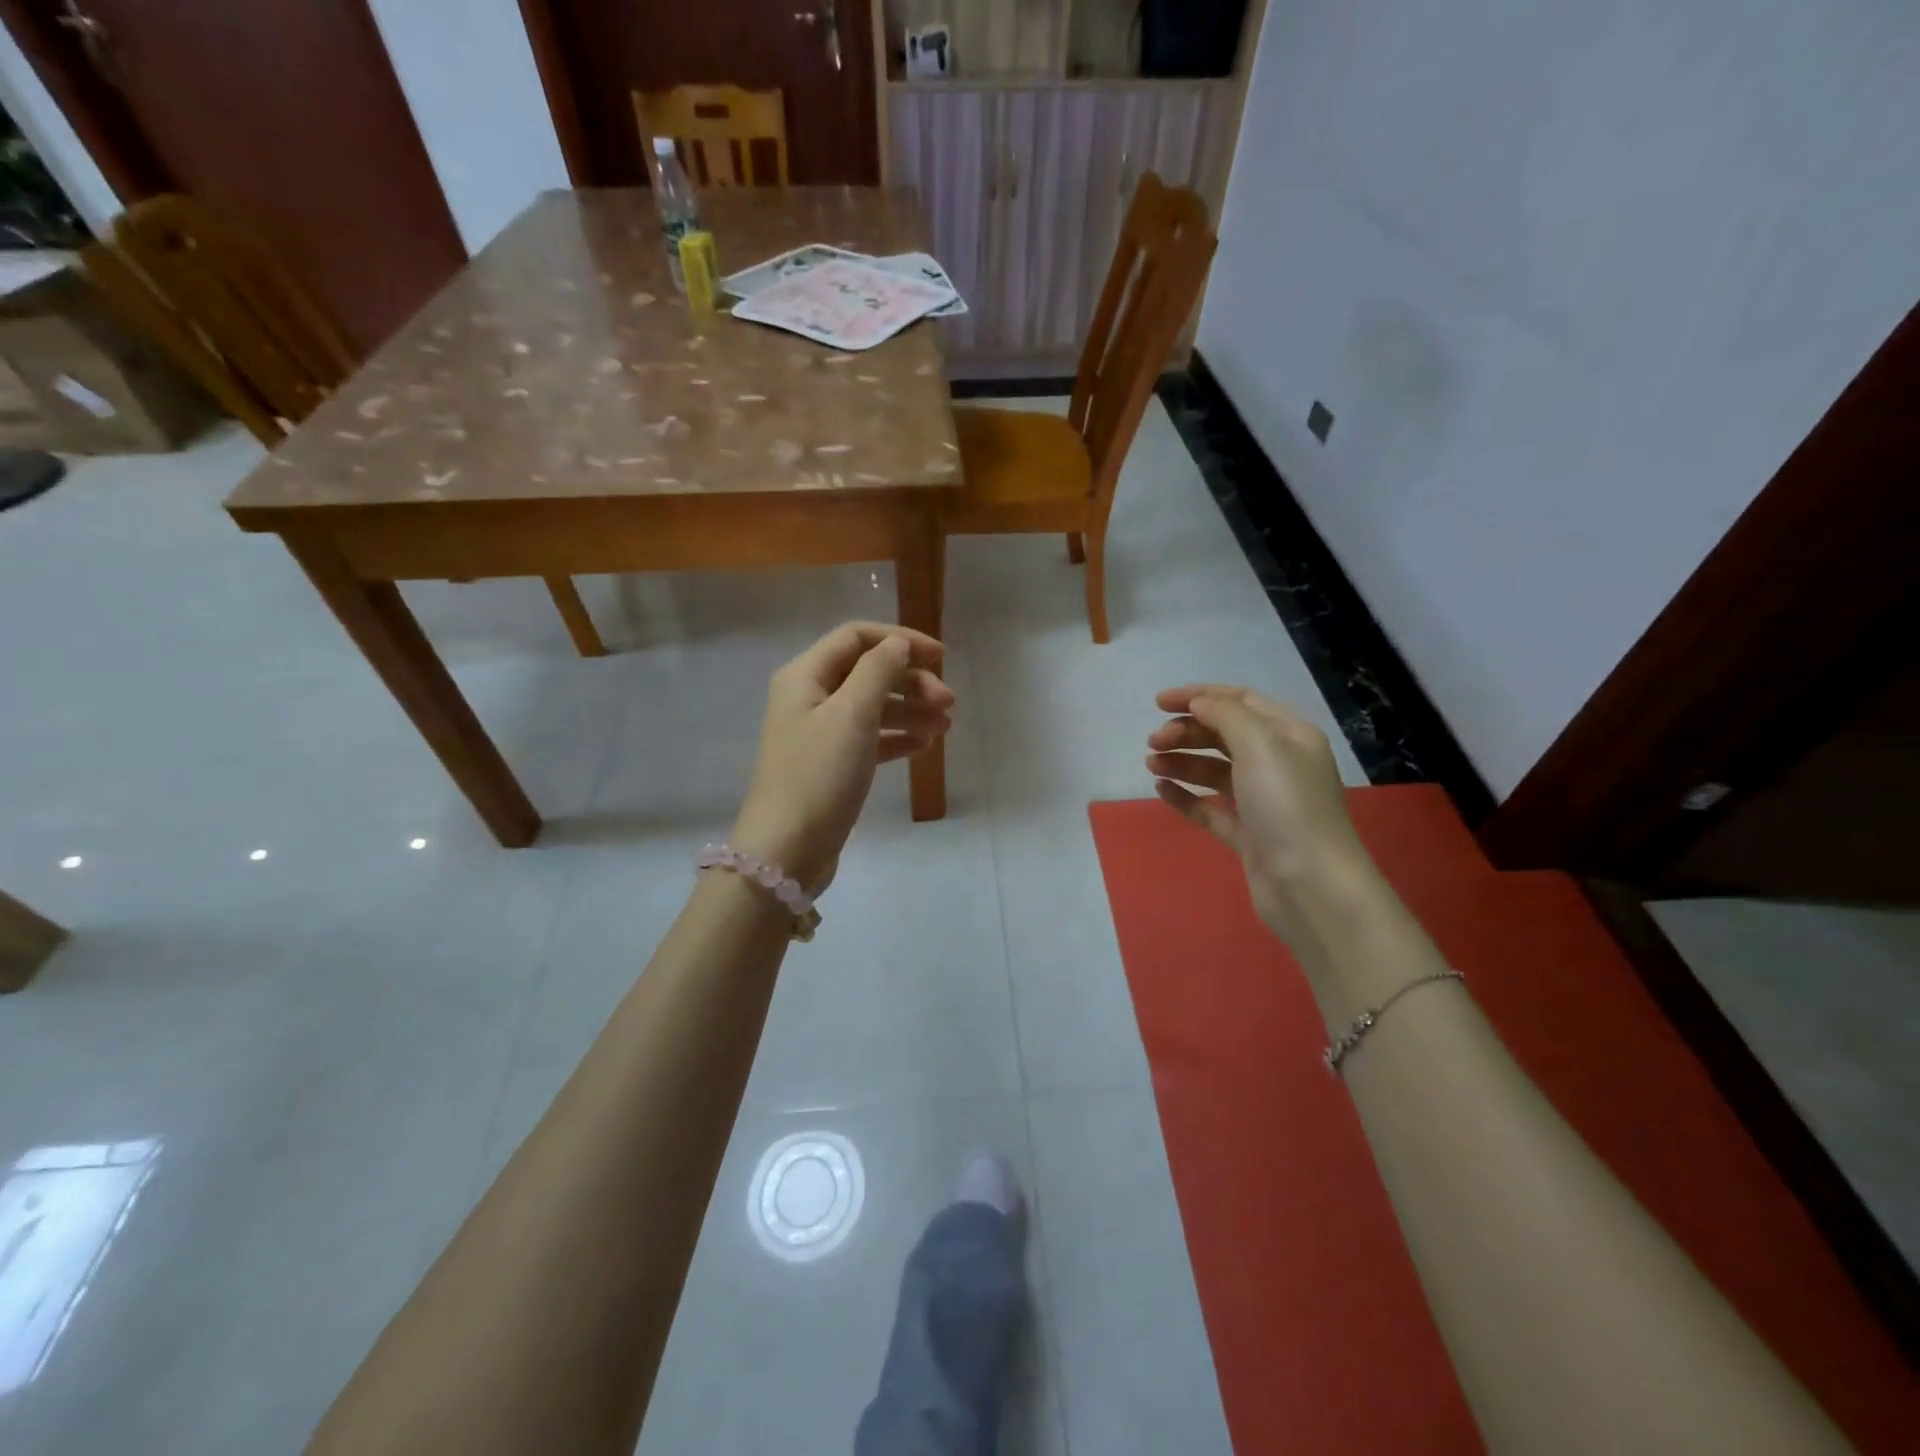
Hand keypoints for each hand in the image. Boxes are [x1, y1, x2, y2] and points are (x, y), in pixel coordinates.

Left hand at [731, 622, 953, 894]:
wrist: (786, 850)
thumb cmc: (819, 775)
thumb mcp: (851, 715)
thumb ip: (877, 671)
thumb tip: (896, 644)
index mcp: (805, 676)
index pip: (856, 637)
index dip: (900, 640)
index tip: (942, 657)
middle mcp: (809, 698)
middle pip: (867, 672)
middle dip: (911, 681)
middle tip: (948, 703)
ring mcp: (820, 734)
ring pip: (872, 707)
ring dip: (910, 709)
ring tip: (945, 726)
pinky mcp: (831, 766)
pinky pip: (869, 739)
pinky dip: (897, 737)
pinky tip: (924, 745)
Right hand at [1146, 685, 1377, 937]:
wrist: (1311, 885)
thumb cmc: (1287, 805)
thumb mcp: (1260, 745)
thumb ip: (1226, 715)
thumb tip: (1198, 703)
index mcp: (1289, 735)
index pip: (1240, 701)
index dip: (1199, 696)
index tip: (1158, 702)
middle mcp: (1278, 763)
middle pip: (1224, 734)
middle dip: (1186, 731)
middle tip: (1153, 741)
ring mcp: (1262, 801)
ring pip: (1214, 770)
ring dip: (1182, 761)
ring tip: (1151, 764)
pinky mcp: (1247, 834)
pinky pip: (1210, 807)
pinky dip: (1185, 795)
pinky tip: (1161, 790)